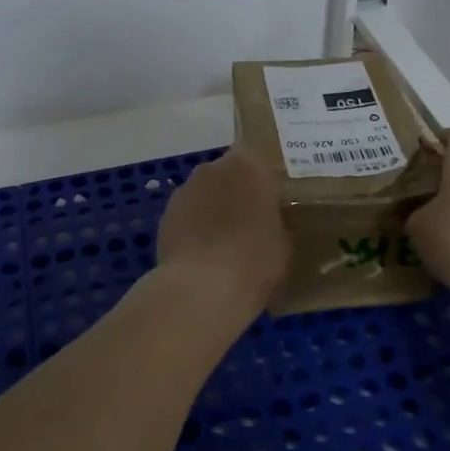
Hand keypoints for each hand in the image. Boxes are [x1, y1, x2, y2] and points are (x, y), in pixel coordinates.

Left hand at [157, 148, 289, 311]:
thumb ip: (276, 221)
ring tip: (224, 243)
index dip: (263, 183)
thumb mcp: (284, 242)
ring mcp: (185, 189)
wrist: (202, 288)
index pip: (258, 162)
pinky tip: (202, 255)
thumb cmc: (254, 260)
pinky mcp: (165, 214)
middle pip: (228, 175)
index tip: (271, 204)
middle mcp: (213, 168)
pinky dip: (194, 227)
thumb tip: (270, 222)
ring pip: (205, 194)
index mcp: (249, 166)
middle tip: (250, 223)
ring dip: (213, 209)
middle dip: (236, 193)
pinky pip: (187, 215)